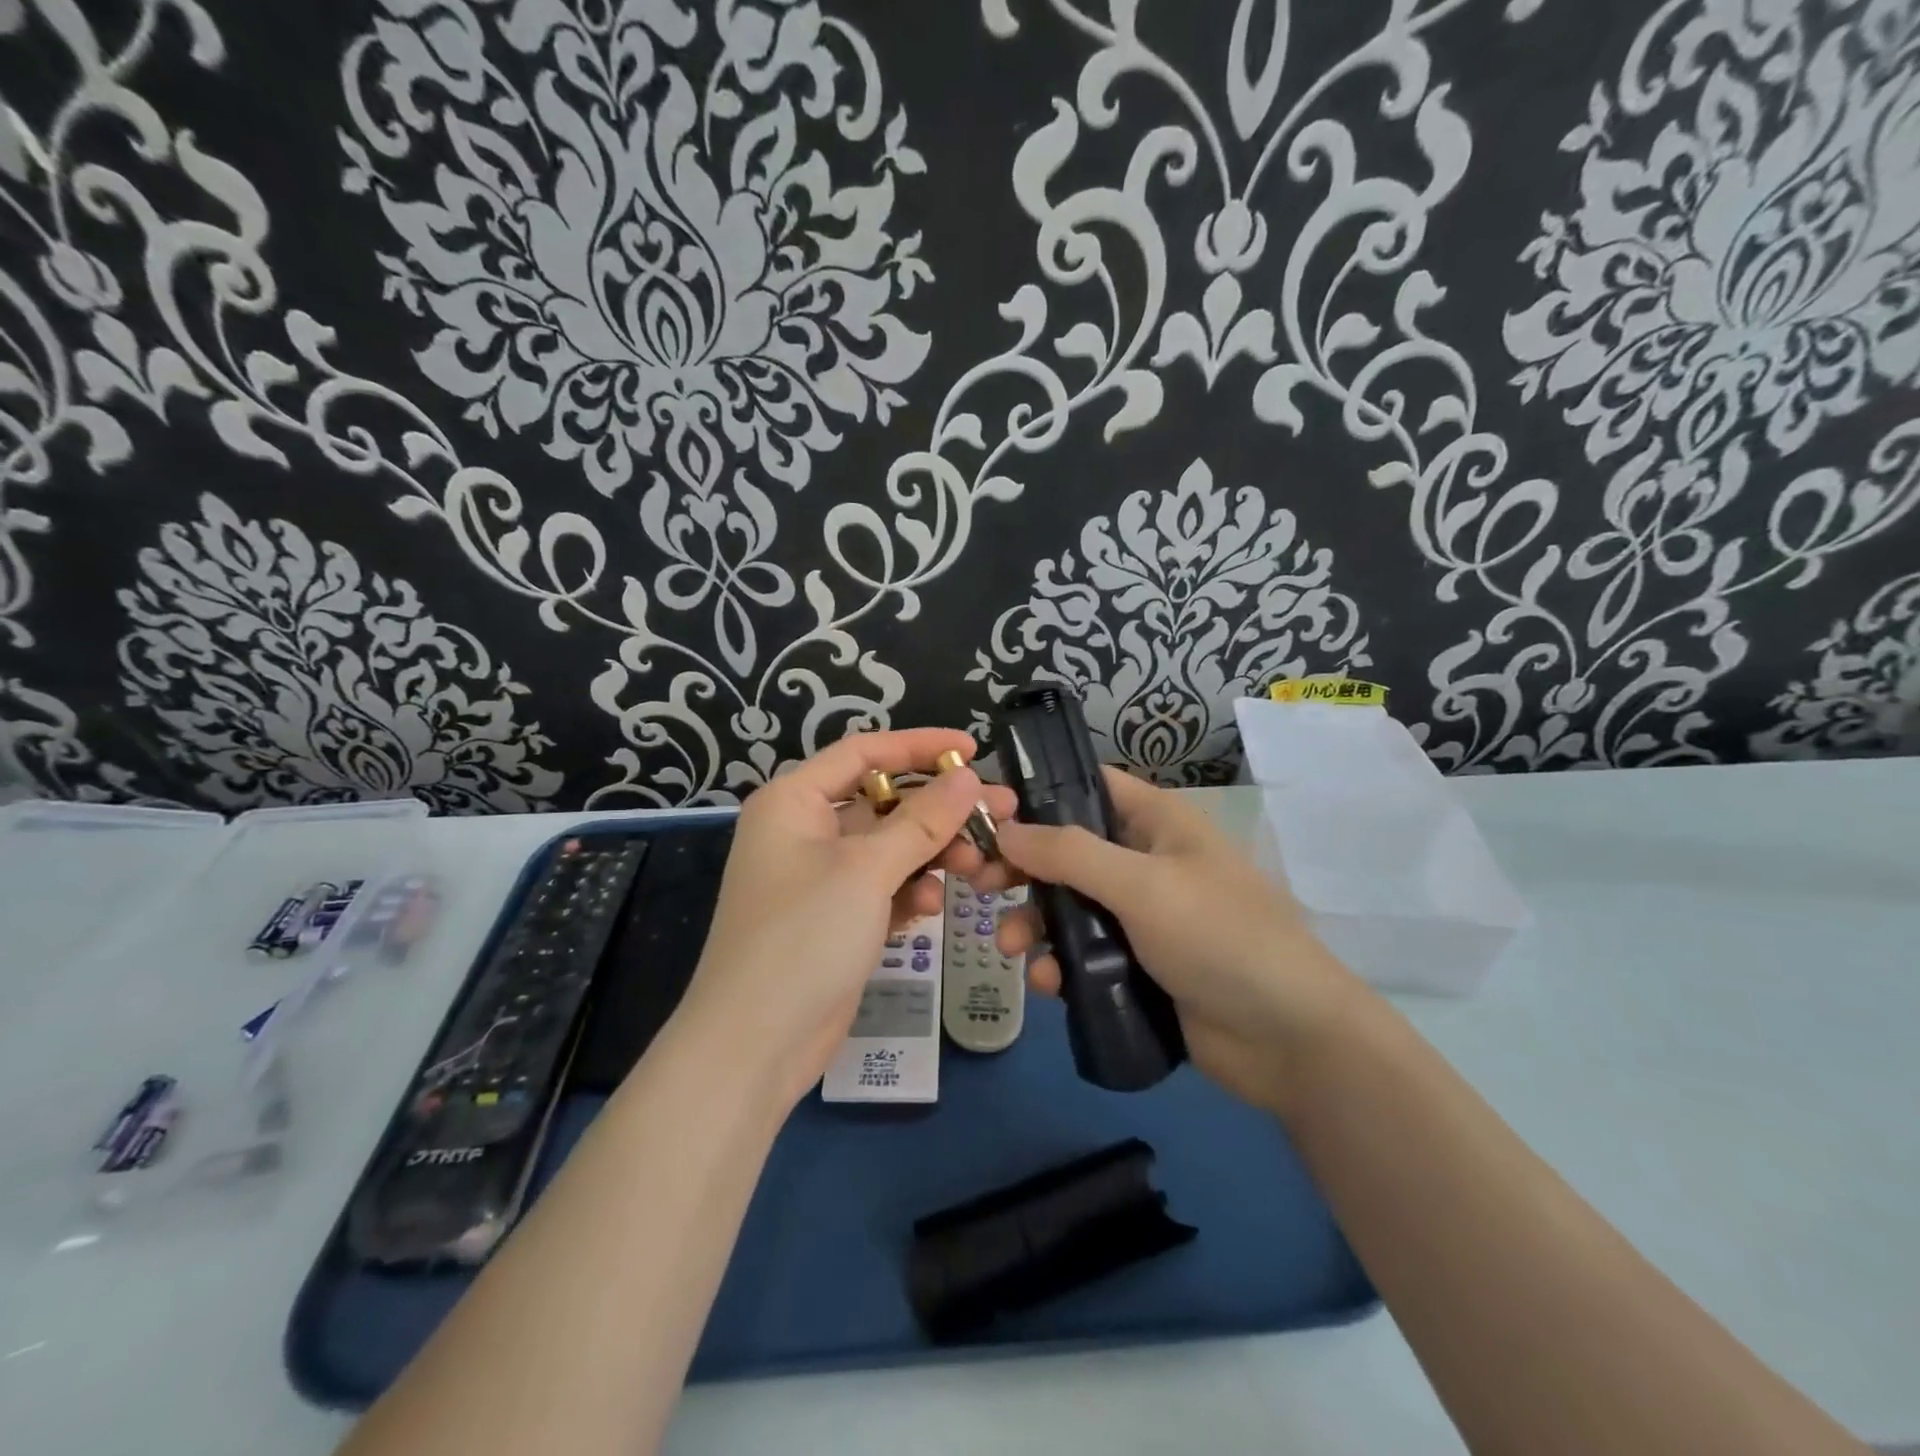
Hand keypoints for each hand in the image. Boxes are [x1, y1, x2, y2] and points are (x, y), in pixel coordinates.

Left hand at [673, 729, 1018, 1111]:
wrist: (755, 1045)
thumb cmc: (804, 936)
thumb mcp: (866, 869)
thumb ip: (922, 820)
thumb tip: (969, 777)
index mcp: (794, 801)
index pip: (864, 752)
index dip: (920, 745)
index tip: (973, 749)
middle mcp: (804, 831)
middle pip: (883, 802)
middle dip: (939, 809)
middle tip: (999, 812)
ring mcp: (820, 877)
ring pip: (889, 847)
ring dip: (931, 853)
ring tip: (977, 864)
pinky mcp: (836, 918)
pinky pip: (882, 887)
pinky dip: (909, 892)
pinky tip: (931, 908)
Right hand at [983, 768, 1366, 1113]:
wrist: (1289, 1039)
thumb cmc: (1220, 937)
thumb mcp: (1142, 885)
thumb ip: (1068, 853)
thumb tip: (1004, 829)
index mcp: (1155, 822)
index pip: (1088, 785)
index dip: (1037, 794)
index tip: (987, 814)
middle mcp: (1144, 861)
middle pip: (1066, 850)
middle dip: (1022, 869)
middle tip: (978, 886)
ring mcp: (1140, 916)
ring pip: (1068, 905)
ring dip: (1033, 922)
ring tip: (1010, 948)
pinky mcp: (1136, 965)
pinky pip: (1083, 953)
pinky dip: (1059, 964)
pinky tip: (1047, 984)